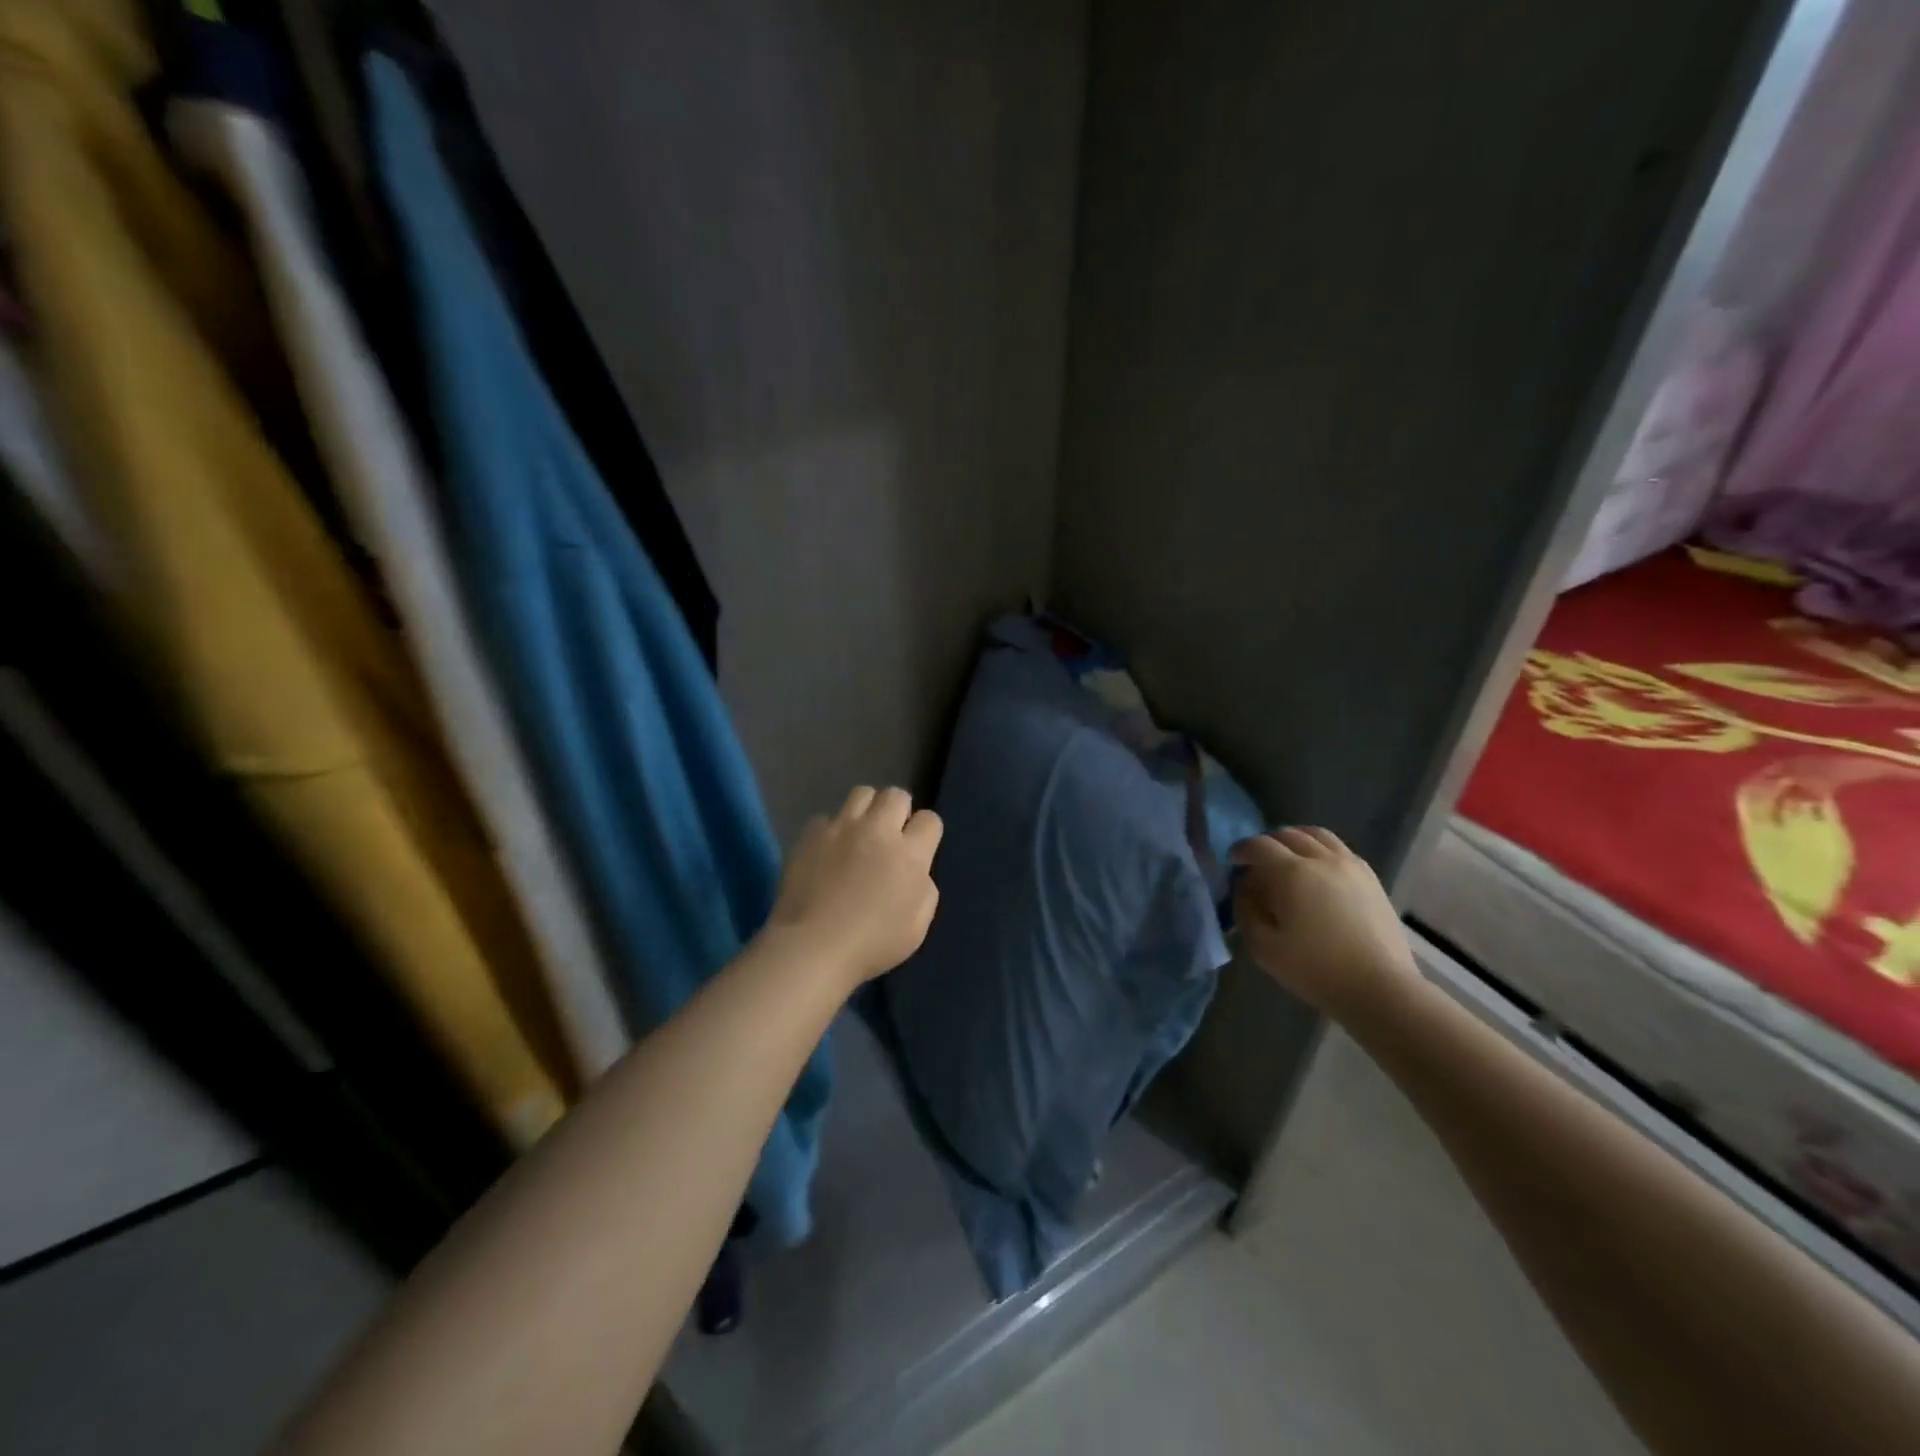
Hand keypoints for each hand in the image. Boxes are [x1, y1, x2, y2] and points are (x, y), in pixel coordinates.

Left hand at [765, 786, 943, 987]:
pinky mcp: (811, 834)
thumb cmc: (871, 944)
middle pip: (896, 795)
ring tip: (859, 833)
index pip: (930, 819)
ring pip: (862, 793)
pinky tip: (827, 851)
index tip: (918, 849)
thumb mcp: (917, 927)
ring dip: (867, 810)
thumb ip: (924, 890)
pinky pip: (827, 818)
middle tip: (889, 836)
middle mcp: (878, 830)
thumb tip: (916, 872)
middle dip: (898, 811)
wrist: (812, 946)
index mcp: (910, 854)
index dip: (926, 832)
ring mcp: (842, 827)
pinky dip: (831, 830)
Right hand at [1231, 827, 1417, 1021]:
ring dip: (1294, 839)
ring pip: (1316, 835)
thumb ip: (1245, 909)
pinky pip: (1339, 848)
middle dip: (1266, 844)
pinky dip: (1319, 849)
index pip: (1259, 846)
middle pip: (1287, 834)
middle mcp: (1321, 859)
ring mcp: (1350, 865)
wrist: (1380, 989)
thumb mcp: (1262, 946)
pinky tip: (1316, 870)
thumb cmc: (1315, 970)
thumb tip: (1245, 885)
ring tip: (1287, 858)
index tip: (1232, 862)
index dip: (1241, 850)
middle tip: (1256, 863)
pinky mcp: (1370, 877)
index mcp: (1292, 873)